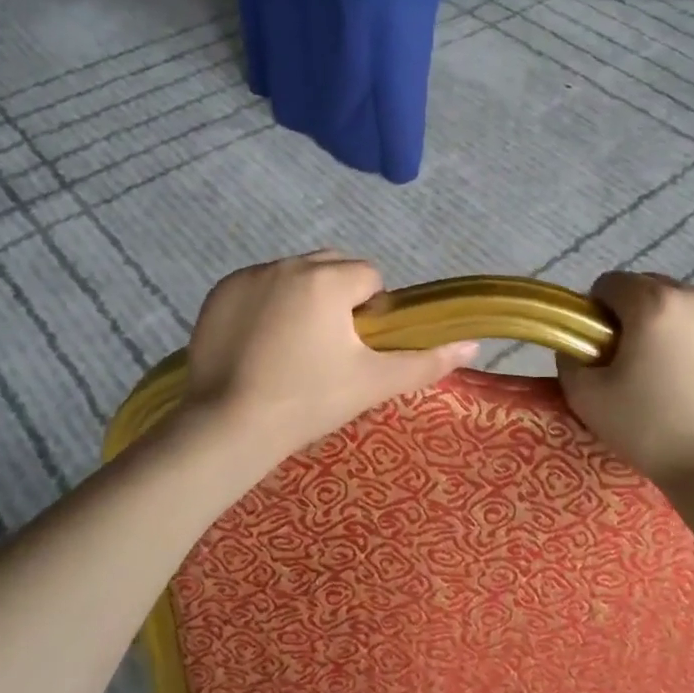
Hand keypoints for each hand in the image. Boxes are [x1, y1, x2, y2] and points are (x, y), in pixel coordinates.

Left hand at [182, 251, 478, 465]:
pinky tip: (260, 343)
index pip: (368, 276)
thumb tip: (473, 345)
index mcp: (328, 278)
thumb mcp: (373, 383)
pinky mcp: (219, 292)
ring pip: (294, 274)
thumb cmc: (308, 402)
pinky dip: (266, 303)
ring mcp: (249, 276)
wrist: (227, 428)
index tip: (354, 349)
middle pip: (331, 267)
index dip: (370, 312)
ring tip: (292, 346)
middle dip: (338, 296)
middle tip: (327, 348)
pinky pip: (258, 285)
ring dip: (302, 297)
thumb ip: (426, 361)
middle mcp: (288, 264)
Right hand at [557, 271, 693, 488]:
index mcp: (652, 304)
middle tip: (636, 361)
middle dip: (638, 315)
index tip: (602, 346)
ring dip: (675, 328)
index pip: (611, 283)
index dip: (598, 312)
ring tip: (676, 375)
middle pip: (653, 288)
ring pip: (690, 308)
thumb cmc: (651, 430)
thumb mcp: (586, 398)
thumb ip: (569, 360)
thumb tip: (576, 347)